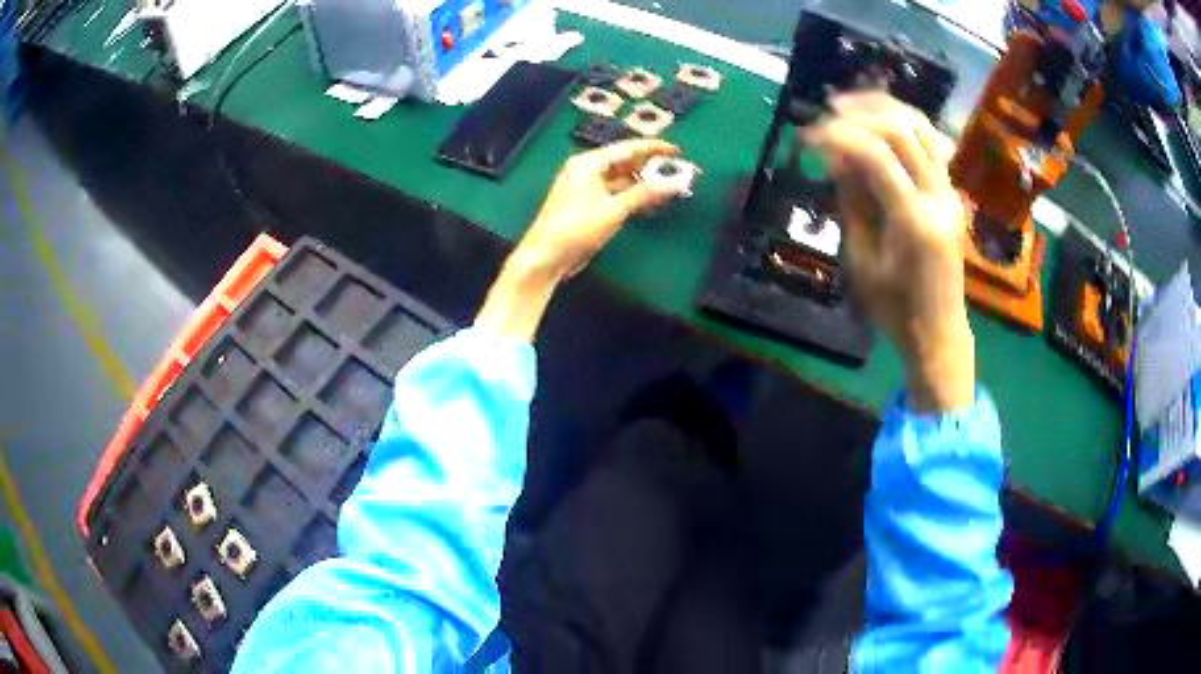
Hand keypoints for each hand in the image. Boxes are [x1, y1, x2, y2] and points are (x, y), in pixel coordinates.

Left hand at [517, 139, 683, 278]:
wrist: (546, 257)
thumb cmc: (576, 228)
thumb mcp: (614, 209)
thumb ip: (645, 194)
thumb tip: (674, 184)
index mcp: (588, 163)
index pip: (626, 148)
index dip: (653, 148)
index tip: (676, 150)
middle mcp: (585, 170)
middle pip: (623, 162)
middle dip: (650, 166)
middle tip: (677, 169)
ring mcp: (584, 188)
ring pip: (620, 179)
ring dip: (642, 182)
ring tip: (668, 186)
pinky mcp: (586, 205)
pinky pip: (614, 193)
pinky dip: (632, 195)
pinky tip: (649, 201)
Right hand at [803, 92, 974, 412]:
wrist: (939, 331)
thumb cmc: (894, 309)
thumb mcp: (860, 259)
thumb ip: (851, 200)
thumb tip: (834, 154)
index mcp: (915, 222)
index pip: (877, 156)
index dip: (839, 136)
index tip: (808, 134)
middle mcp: (940, 198)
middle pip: (903, 130)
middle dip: (860, 113)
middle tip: (826, 112)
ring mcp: (951, 192)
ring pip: (922, 127)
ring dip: (884, 109)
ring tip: (850, 106)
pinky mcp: (952, 192)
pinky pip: (930, 143)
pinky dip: (902, 123)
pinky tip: (877, 123)